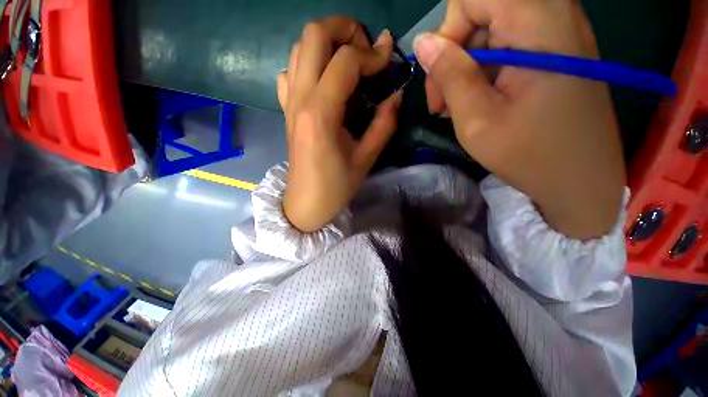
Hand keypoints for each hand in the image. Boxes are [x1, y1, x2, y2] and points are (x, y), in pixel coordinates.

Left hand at [277, 17, 401, 231]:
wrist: (306, 203)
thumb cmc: (337, 186)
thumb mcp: (366, 157)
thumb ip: (384, 123)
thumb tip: (396, 93)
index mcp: (321, 113)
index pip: (346, 61)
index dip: (372, 54)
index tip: (388, 62)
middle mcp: (300, 99)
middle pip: (314, 34)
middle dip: (344, 29)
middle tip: (365, 49)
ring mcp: (289, 102)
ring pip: (300, 48)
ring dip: (327, 44)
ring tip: (348, 63)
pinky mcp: (286, 110)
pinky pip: (291, 72)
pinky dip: (309, 65)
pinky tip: (324, 83)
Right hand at [415, 0, 625, 238]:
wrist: (581, 180)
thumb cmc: (530, 156)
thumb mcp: (478, 120)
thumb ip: (450, 75)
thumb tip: (422, 43)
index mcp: (540, 26)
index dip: (448, 31)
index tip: (440, 76)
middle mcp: (554, 16)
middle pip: (482, 10)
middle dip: (454, 52)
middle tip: (443, 99)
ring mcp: (558, 33)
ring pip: (491, 28)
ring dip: (466, 64)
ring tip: (456, 106)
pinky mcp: (556, 51)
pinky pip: (507, 43)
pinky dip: (483, 69)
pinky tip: (477, 100)